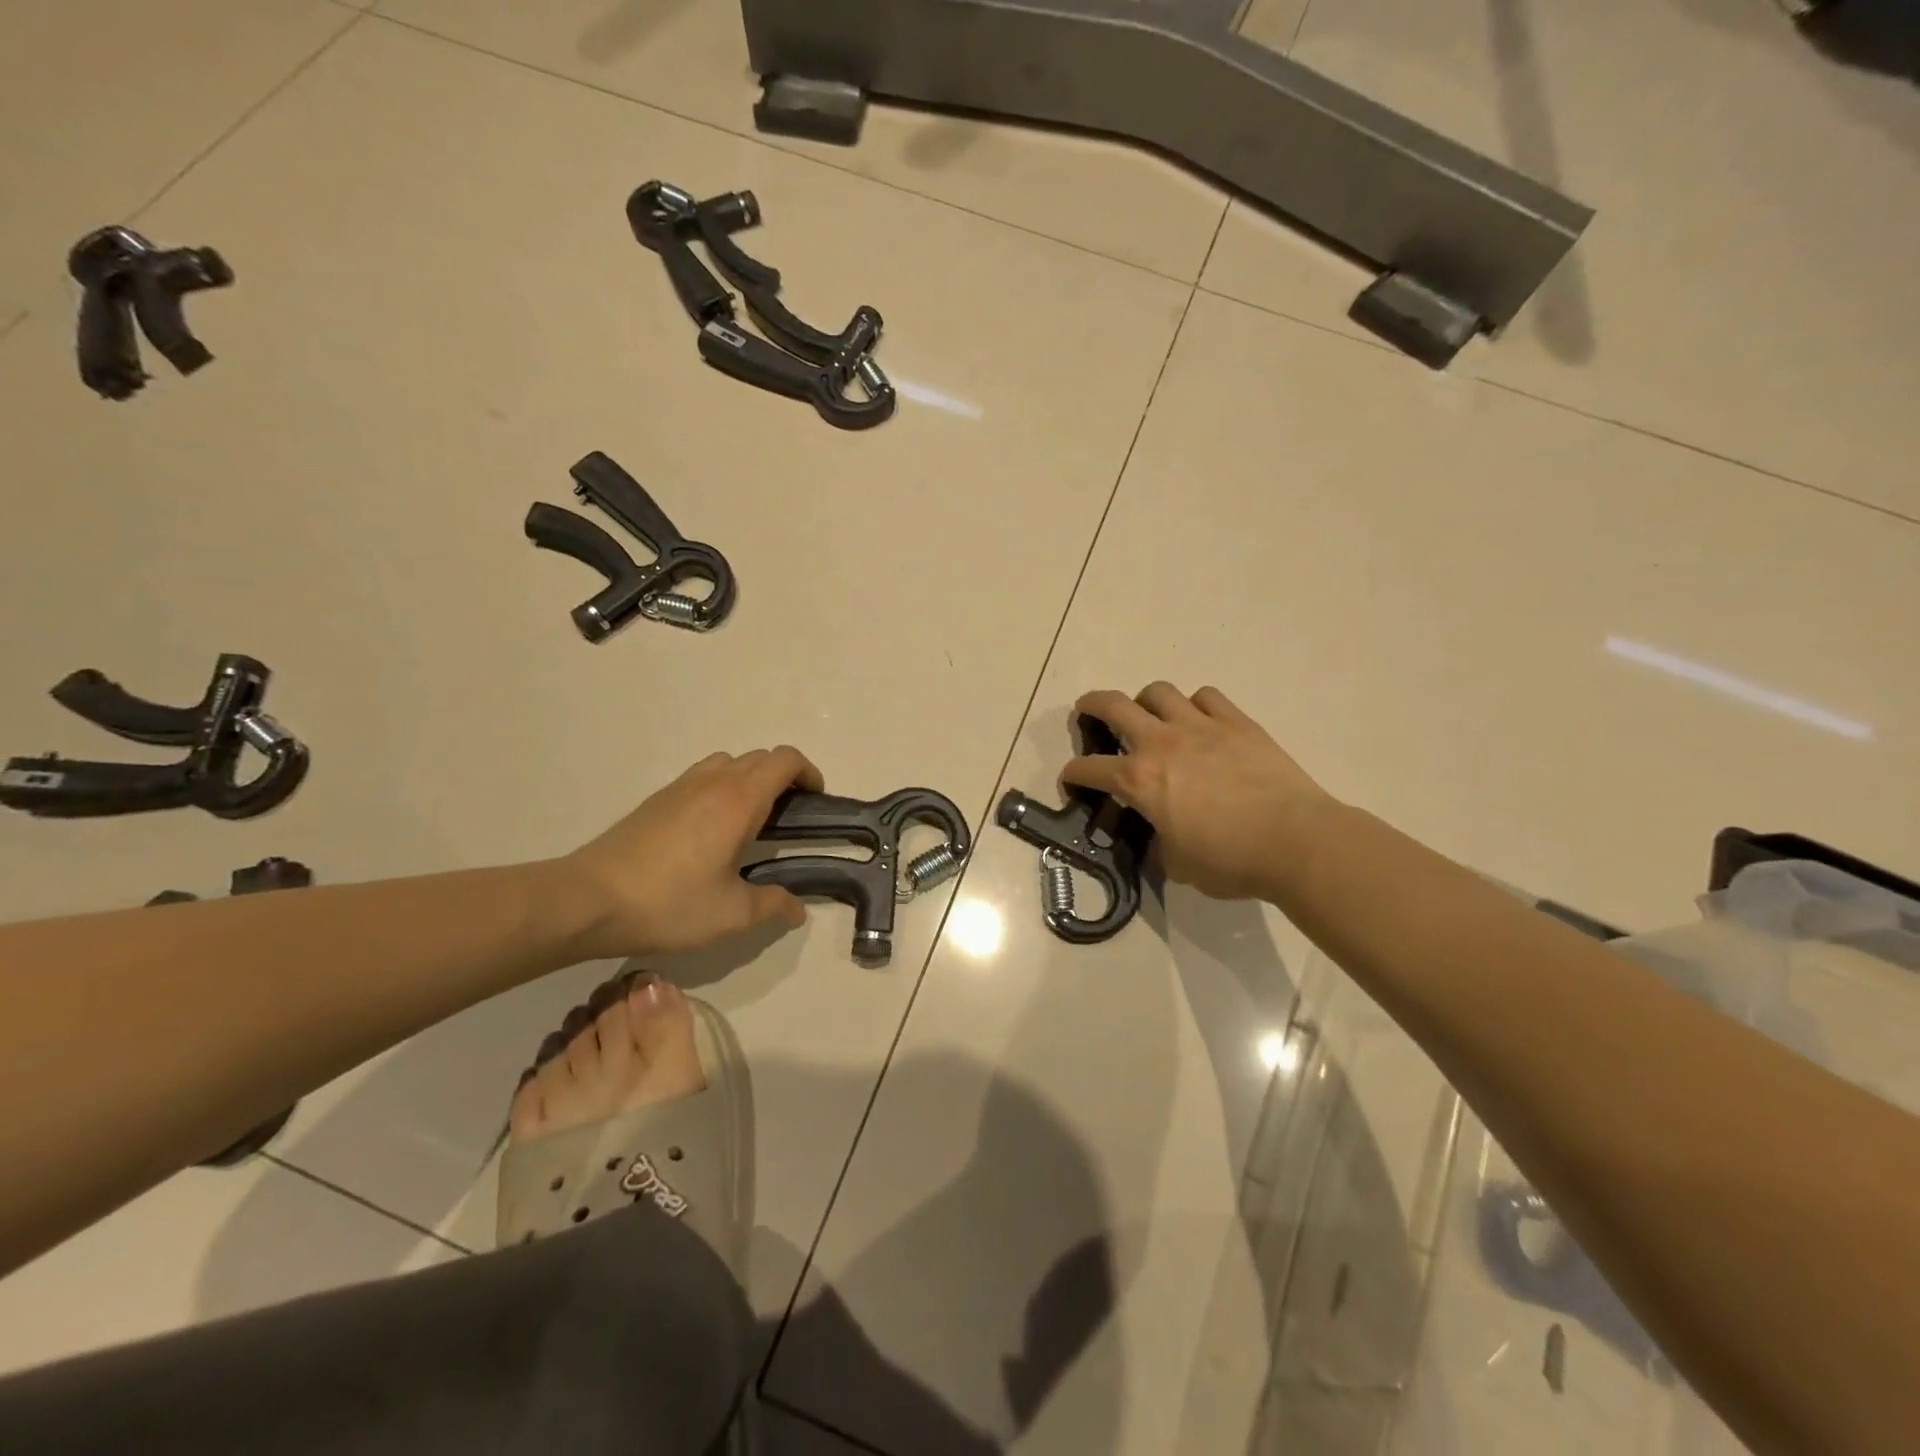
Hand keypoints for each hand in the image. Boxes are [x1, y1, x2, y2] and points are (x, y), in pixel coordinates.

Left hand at [562, 746, 824, 956]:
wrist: (587, 900)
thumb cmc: (669, 903)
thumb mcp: (732, 914)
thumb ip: (773, 906)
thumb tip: (798, 909)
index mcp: (739, 800)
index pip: (785, 760)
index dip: (808, 773)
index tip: (815, 801)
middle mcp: (712, 782)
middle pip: (760, 757)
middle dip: (784, 778)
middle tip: (789, 818)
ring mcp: (680, 787)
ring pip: (728, 762)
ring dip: (750, 778)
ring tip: (751, 820)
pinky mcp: (656, 800)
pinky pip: (702, 776)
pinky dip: (721, 787)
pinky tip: (711, 831)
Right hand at [1062, 683, 1335, 901]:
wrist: (1295, 841)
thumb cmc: (1230, 860)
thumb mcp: (1178, 865)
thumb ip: (1157, 844)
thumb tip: (1158, 838)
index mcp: (1139, 780)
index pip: (1089, 769)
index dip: (1072, 773)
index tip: (1071, 779)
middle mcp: (1161, 743)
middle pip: (1112, 705)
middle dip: (1091, 705)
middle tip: (1087, 711)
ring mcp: (1200, 726)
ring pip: (1158, 692)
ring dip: (1144, 701)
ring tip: (1149, 715)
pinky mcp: (1236, 722)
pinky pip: (1206, 696)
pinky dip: (1194, 705)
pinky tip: (1199, 720)